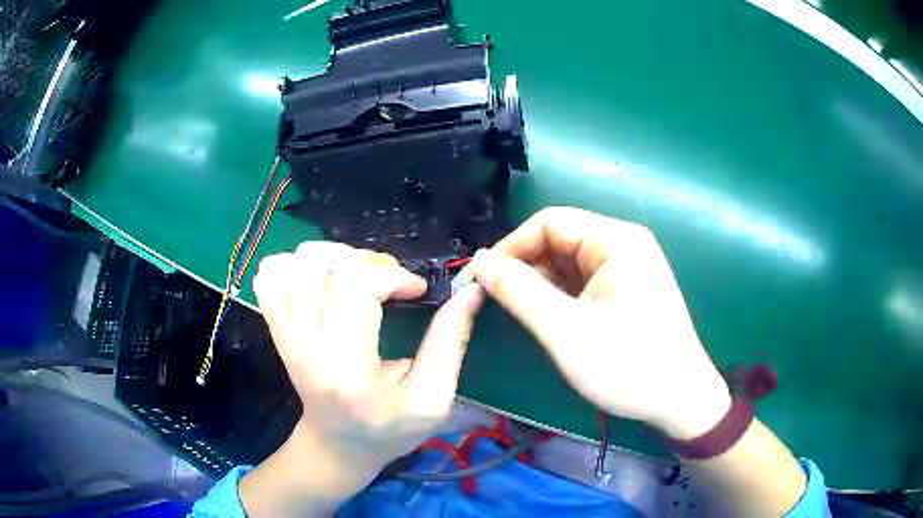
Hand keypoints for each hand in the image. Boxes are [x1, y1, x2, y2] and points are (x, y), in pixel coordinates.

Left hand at [240, 242, 483, 515]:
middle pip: (322, 264)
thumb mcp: (433, 398)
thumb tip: (470, 291)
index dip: (393, 275)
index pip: (356, 286)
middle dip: (366, 261)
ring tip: (358, 277)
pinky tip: (323, 283)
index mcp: (346, 366)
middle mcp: (305, 344)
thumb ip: (450, 342)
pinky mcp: (275, 328)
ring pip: (293, 263)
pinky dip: (296, 266)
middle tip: (389, 281)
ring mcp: (283, 333)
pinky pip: (270, 276)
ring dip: (333, 257)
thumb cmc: (388, 429)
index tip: (416, 290)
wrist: (336, 445)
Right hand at [470, 207, 730, 439]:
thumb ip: (519, 292)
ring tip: (522, 313)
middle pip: (560, 239)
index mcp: (617, 241)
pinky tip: (548, 318)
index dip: (512, 246)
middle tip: (497, 300)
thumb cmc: (628, 365)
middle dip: (526, 266)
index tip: (483, 278)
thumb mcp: (566, 331)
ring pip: (569, 262)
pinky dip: (560, 295)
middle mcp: (624, 245)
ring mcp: (627, 268)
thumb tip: (479, 262)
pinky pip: (583, 281)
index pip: (550, 222)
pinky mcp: (626, 290)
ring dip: (541, 283)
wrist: (680, 401)